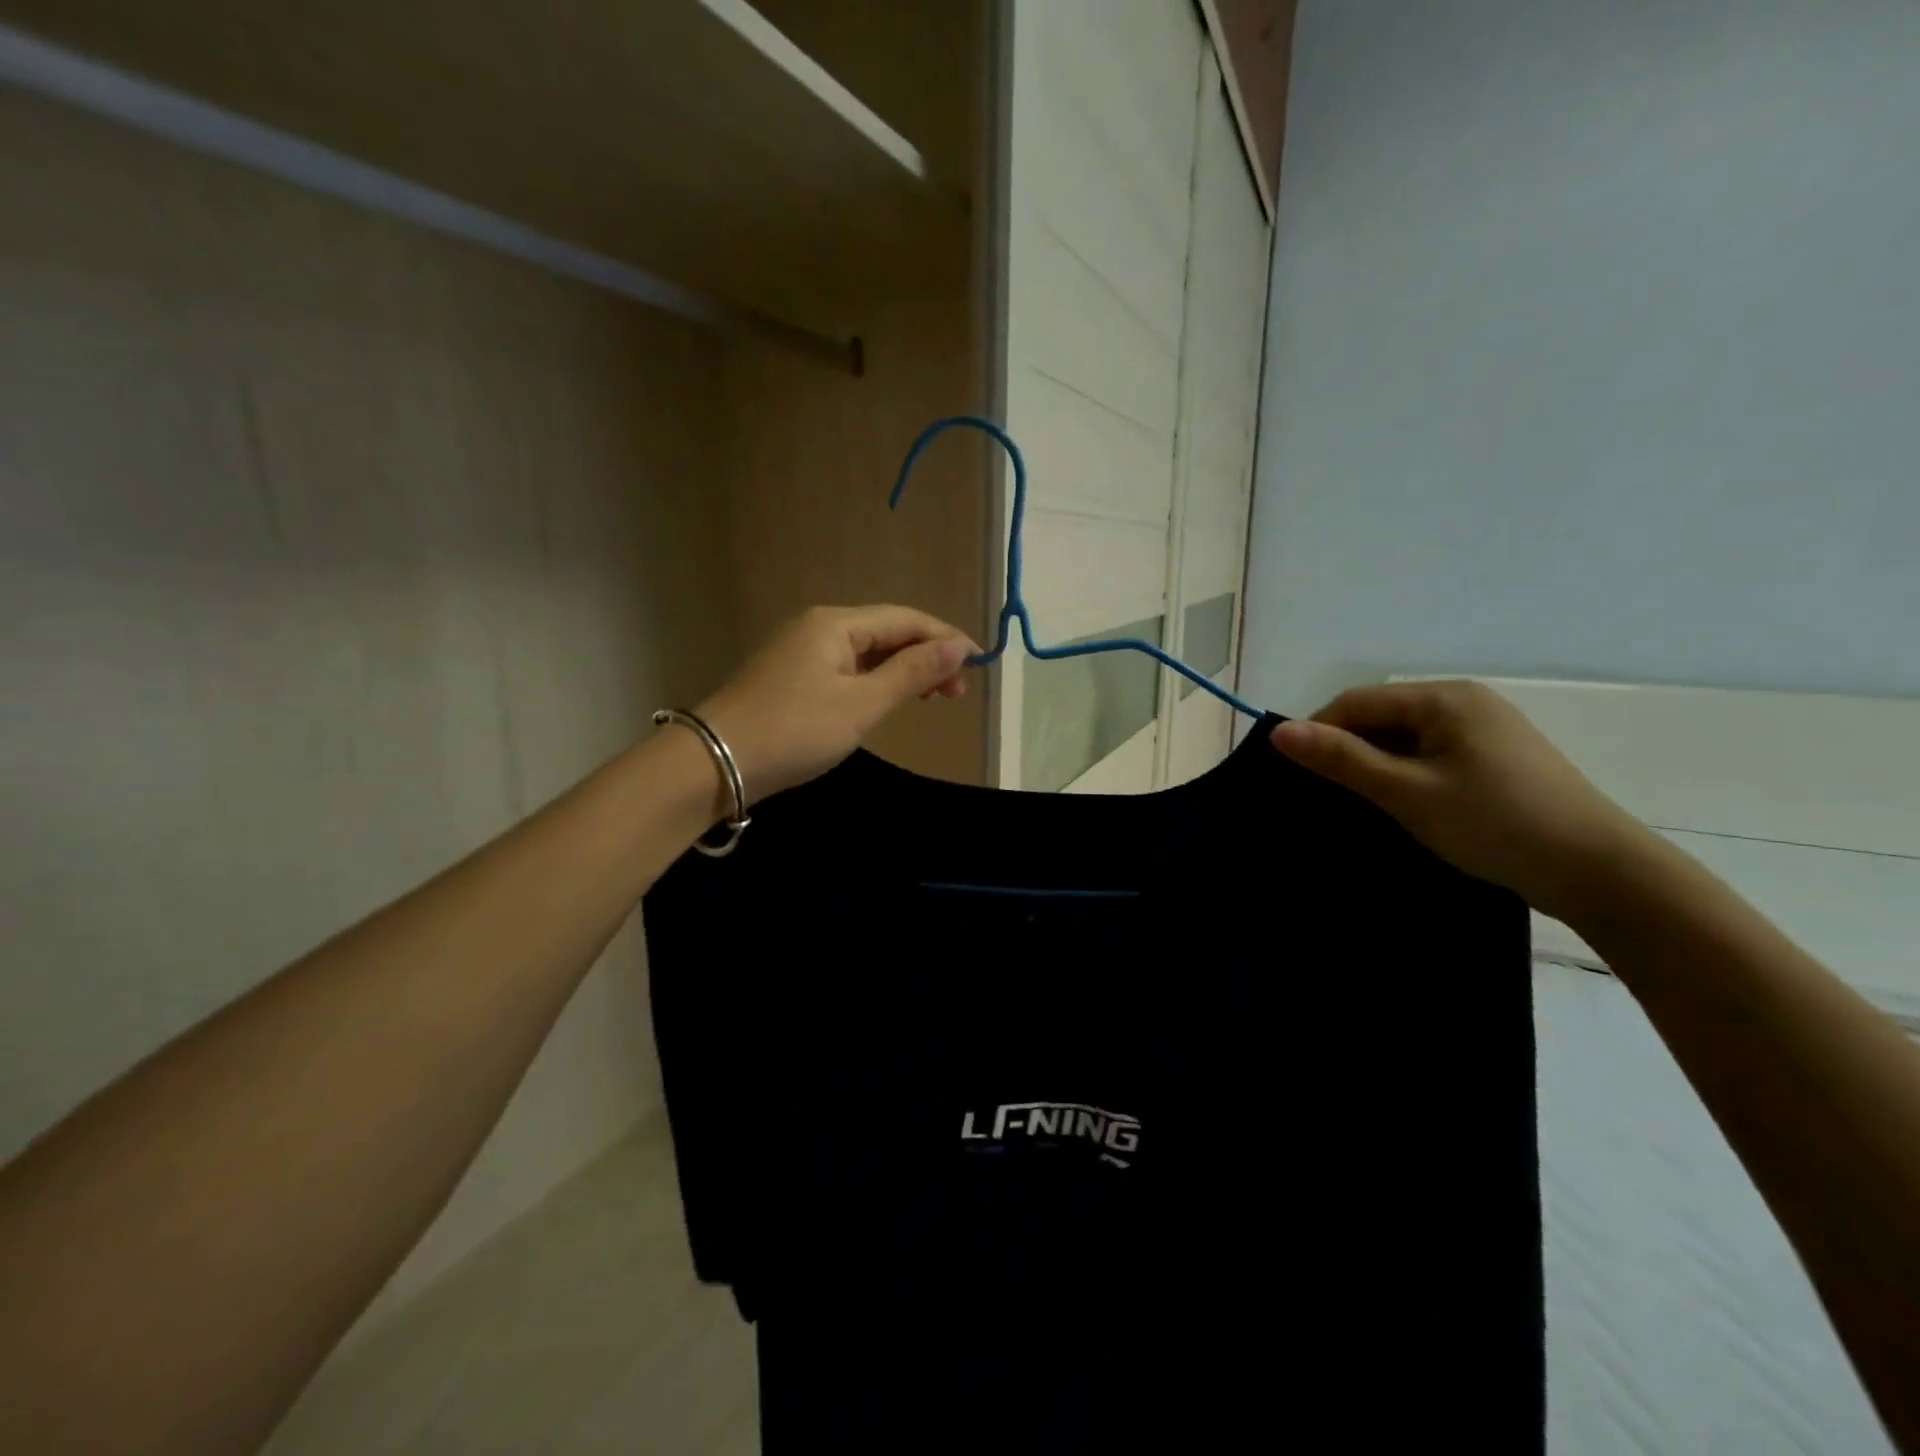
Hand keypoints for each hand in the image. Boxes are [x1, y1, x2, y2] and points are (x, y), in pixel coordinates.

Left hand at [696, 605, 977, 801]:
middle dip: (926, 656)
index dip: (945, 638)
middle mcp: (818, 626)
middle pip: (887, 632)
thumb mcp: (862, 704)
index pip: (905, 619)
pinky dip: (875, 682)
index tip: (979, 664)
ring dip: (903, 671)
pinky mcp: (791, 678)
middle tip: (956, 692)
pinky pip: (847, 669)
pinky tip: (887, 700)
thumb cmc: (795, 731)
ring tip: (933, 698)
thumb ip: (912, 673)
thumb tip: (957, 646)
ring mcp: (801, 651)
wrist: (714, 763)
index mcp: (836, 623)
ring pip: (867, 652)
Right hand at [1269, 680, 1655, 921]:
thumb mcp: (1406, 791)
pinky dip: (1406, 777)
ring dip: (1376, 768)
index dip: (1319, 734)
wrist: (1600, 873)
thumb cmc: (1495, 823)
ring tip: (1362, 807)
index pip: (1356, 702)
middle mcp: (1464, 702)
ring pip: (1404, 740)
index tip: (1297, 777)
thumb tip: (1279, 732)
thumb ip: (1341, 759)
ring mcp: (1484, 731)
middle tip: (1328, 798)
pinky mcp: (1496, 760)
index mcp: (1444, 698)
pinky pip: (1430, 756)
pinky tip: (1404, 808)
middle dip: (1348, 753)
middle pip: (1380, 718)